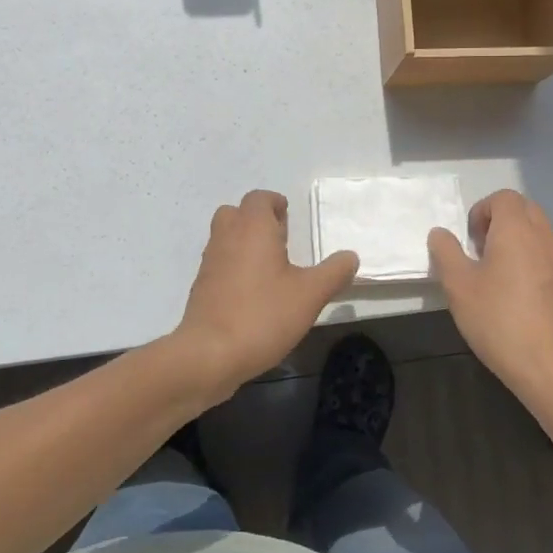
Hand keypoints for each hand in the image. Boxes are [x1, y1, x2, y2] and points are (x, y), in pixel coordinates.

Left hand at [171, 190, 359, 401]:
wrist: (208, 355)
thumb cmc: (262, 315)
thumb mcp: (310, 295)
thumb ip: (334, 272)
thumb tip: (351, 257)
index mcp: (252, 228)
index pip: (259, 198)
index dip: (275, 204)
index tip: (290, 219)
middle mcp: (226, 237)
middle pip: (237, 213)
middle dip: (258, 220)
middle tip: (281, 241)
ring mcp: (209, 262)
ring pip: (225, 237)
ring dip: (244, 243)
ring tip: (270, 268)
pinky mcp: (201, 287)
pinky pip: (219, 263)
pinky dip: (233, 267)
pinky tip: (252, 294)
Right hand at [429, 190, 552, 413]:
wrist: (552, 367)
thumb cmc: (499, 320)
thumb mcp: (458, 286)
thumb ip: (446, 252)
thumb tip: (440, 233)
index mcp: (517, 229)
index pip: (503, 197)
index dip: (482, 211)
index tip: (470, 241)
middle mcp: (545, 237)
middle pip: (524, 209)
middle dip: (500, 222)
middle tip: (481, 252)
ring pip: (539, 234)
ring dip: (518, 242)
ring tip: (498, 276)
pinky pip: (550, 259)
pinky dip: (533, 263)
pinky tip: (520, 299)